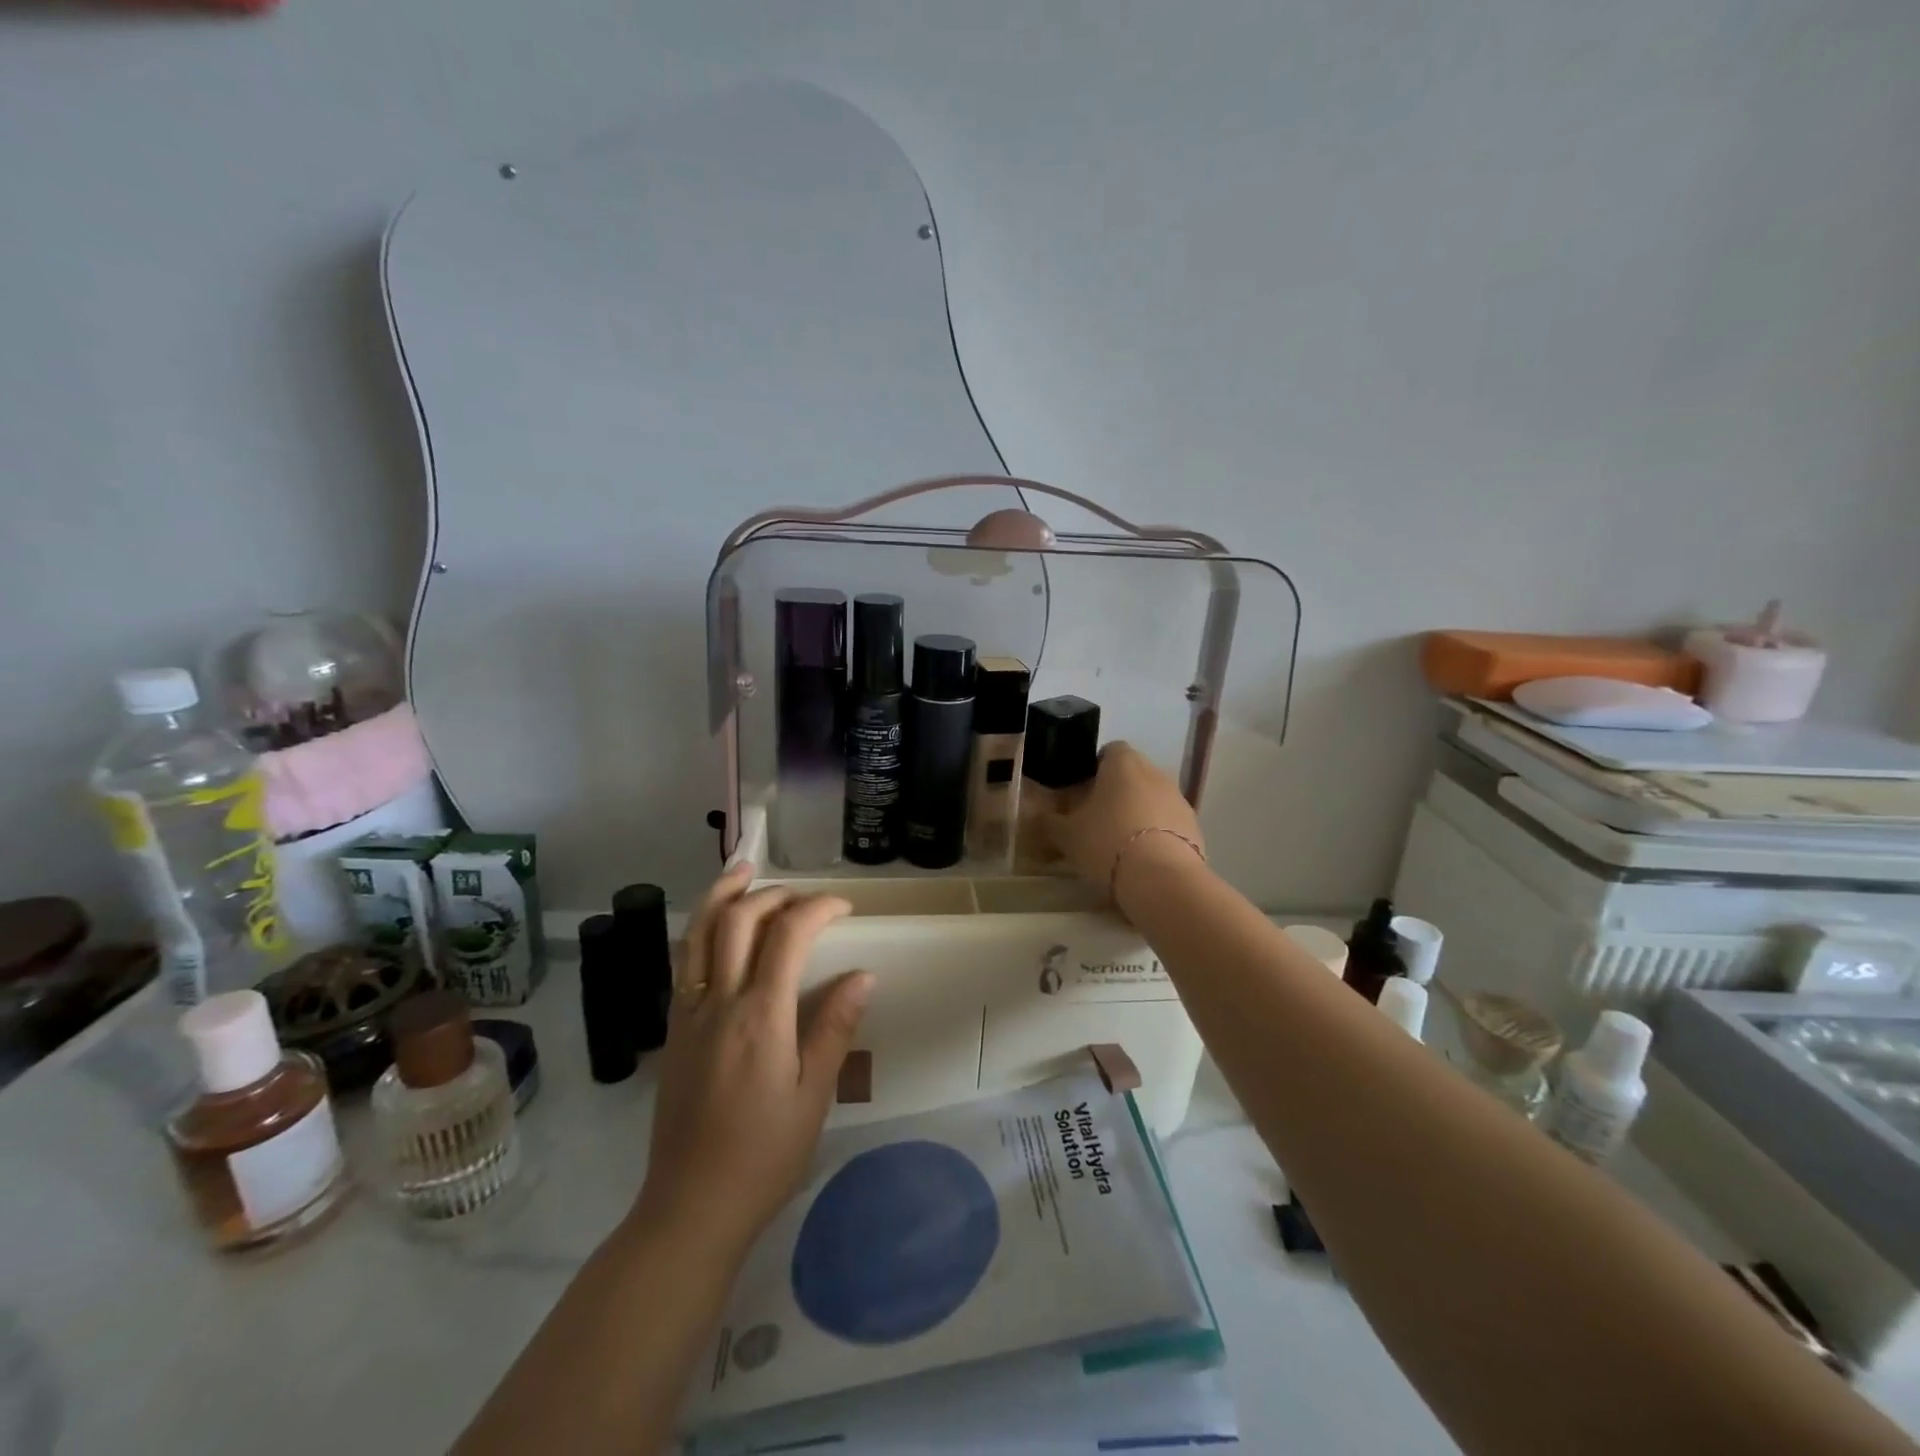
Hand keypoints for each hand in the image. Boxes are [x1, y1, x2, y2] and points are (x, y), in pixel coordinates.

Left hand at [634, 863, 872, 1256]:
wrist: (690, 1206)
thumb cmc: (763, 1156)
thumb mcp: (813, 1096)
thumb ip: (834, 1029)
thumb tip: (863, 975)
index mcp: (760, 1016)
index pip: (788, 935)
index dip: (818, 908)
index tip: (845, 907)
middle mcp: (719, 1002)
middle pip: (738, 920)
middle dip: (774, 893)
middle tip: (805, 896)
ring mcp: (688, 1014)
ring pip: (697, 933)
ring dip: (721, 894)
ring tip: (743, 870)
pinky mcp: (672, 1031)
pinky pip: (683, 962)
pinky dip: (699, 930)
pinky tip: (714, 928)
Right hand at [1045, 742, 1204, 903]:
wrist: (1162, 879)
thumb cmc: (1106, 843)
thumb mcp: (1066, 836)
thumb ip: (1048, 822)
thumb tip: (1032, 814)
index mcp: (1123, 763)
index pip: (1110, 750)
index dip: (1095, 767)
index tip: (1082, 791)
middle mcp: (1155, 772)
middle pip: (1133, 774)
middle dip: (1117, 792)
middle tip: (1096, 819)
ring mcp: (1179, 799)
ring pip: (1153, 798)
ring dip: (1138, 813)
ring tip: (1120, 844)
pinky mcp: (1195, 827)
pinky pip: (1169, 823)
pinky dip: (1157, 834)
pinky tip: (1143, 860)